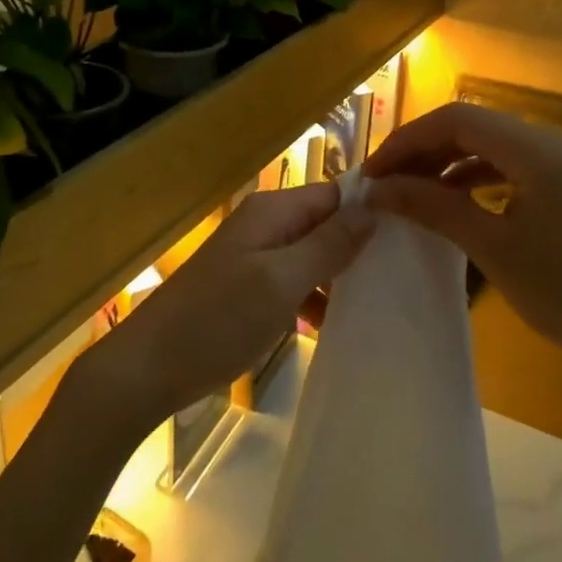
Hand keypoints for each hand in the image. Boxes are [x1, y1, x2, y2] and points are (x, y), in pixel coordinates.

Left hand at [71, 183, 373, 437]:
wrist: (150, 367)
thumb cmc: (218, 319)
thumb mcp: (281, 281)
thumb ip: (328, 244)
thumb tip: (373, 208)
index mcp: (272, 211)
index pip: (334, 194)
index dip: (369, 211)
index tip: (412, 237)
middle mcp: (265, 225)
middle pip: (324, 224)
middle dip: (357, 247)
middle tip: (402, 277)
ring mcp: (256, 258)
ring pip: (312, 256)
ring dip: (338, 278)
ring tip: (379, 305)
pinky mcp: (249, 289)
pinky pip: (294, 282)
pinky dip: (314, 299)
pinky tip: (334, 327)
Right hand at [364, 103, 561, 404]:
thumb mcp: (493, 248)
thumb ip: (434, 207)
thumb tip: (379, 188)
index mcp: (536, 150)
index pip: (456, 119)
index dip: (408, 139)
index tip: (373, 172)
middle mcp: (550, 143)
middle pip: (471, 126)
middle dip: (423, 149)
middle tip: (384, 182)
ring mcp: (561, 164)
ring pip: (488, 145)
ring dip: (445, 162)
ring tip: (408, 190)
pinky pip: (508, 166)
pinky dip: (473, 177)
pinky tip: (451, 199)